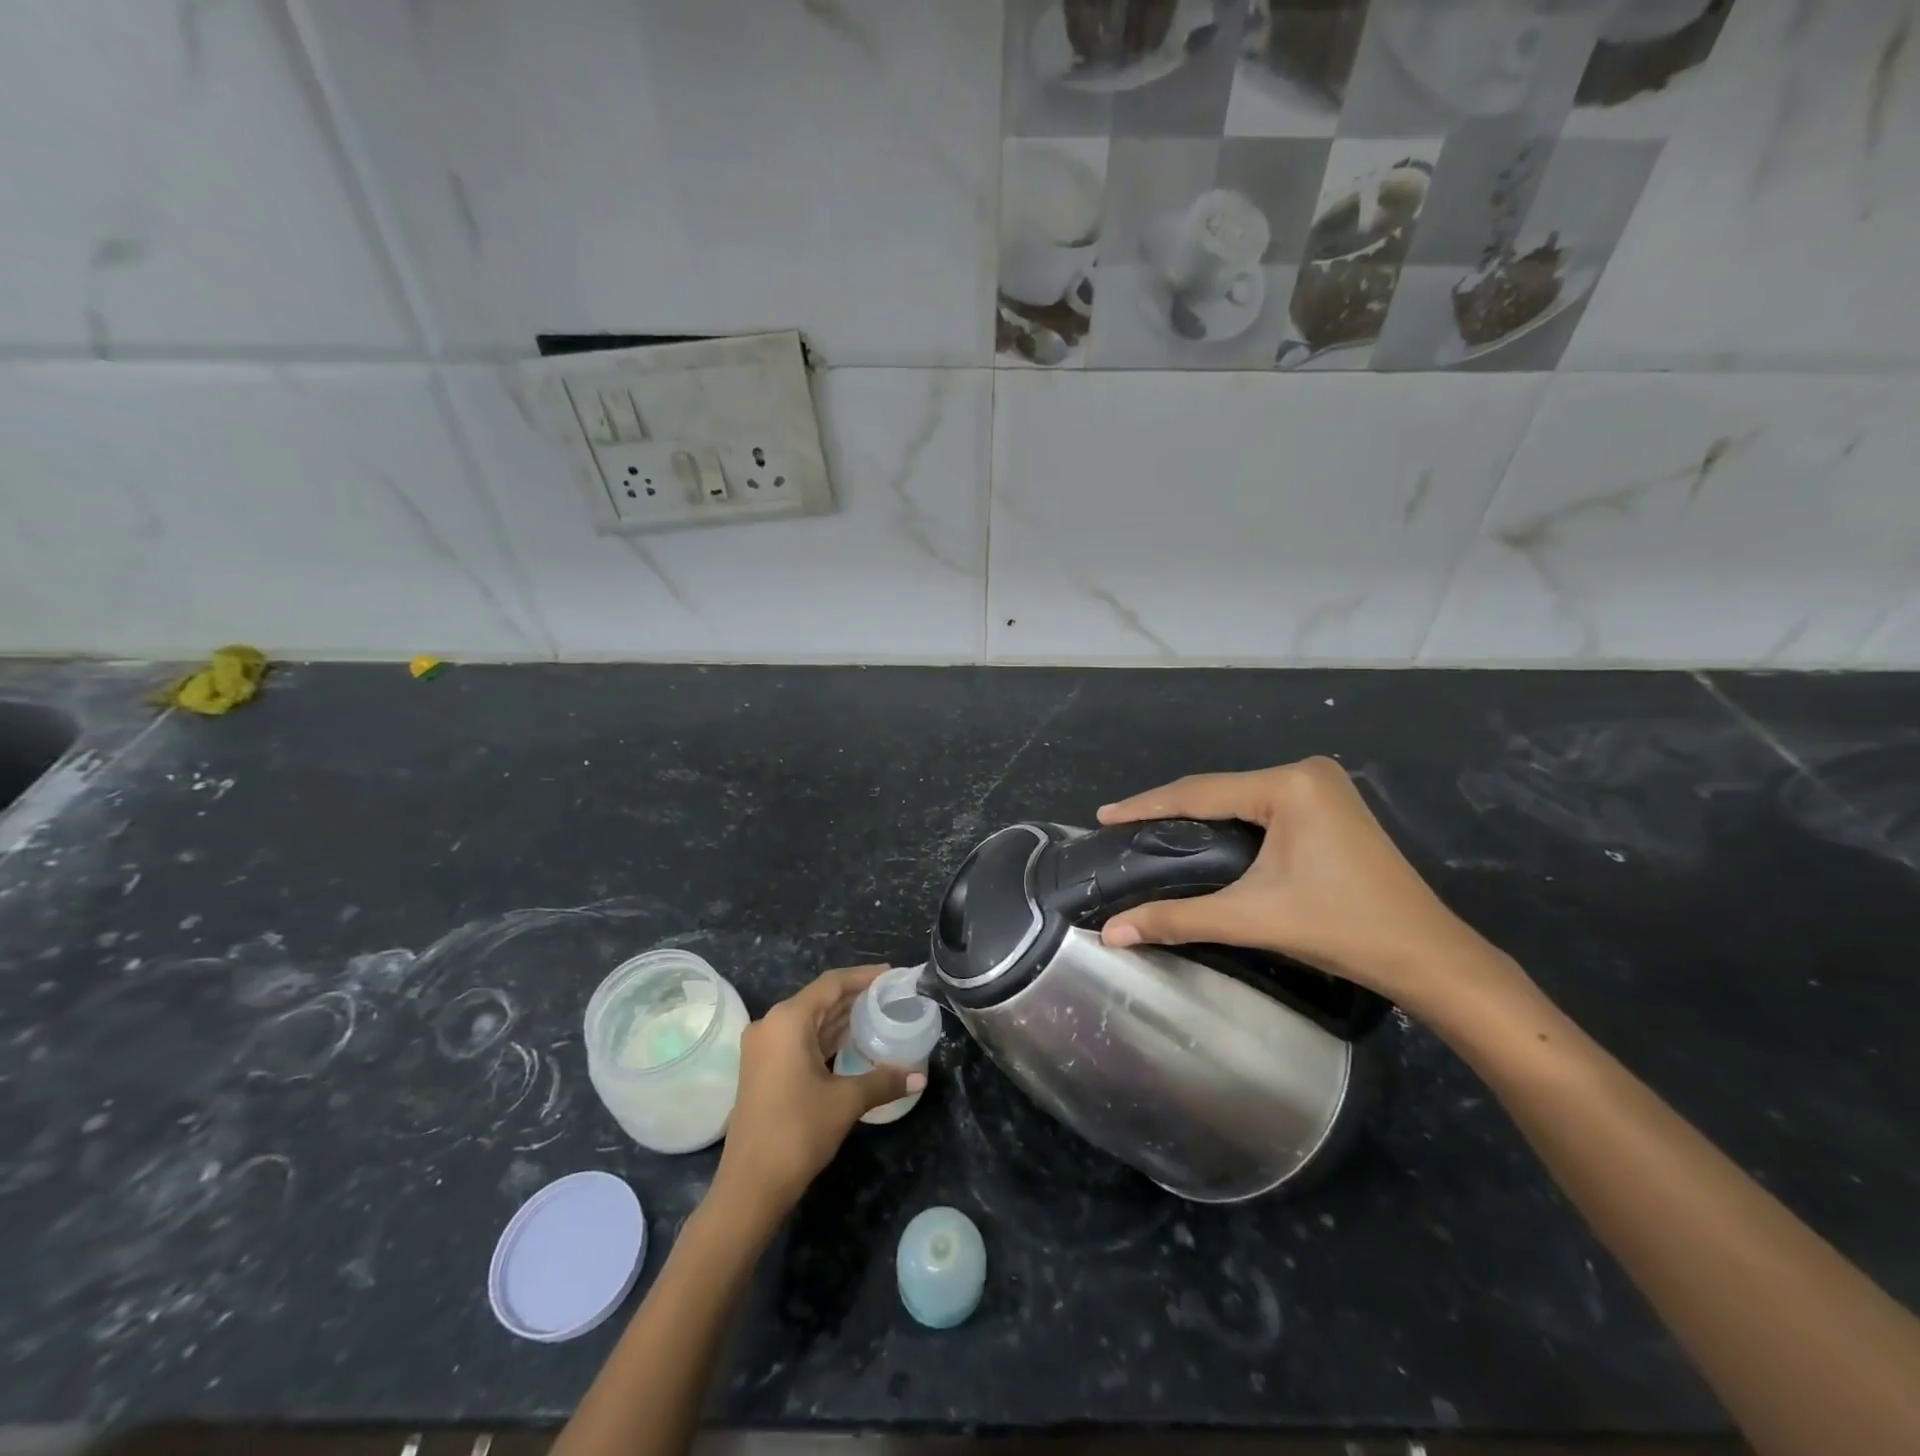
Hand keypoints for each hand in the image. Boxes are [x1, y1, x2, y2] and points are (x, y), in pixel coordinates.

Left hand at [712, 965, 921, 1227]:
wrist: (750, 1186)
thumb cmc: (797, 1131)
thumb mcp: (846, 1101)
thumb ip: (883, 1080)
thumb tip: (919, 1077)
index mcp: (788, 1020)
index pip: (832, 984)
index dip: (864, 976)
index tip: (893, 975)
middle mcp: (771, 1024)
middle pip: (820, 999)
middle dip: (855, 996)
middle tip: (891, 996)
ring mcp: (763, 1048)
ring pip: (809, 1020)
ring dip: (841, 1018)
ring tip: (878, 1015)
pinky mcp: (763, 1069)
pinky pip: (799, 1039)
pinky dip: (826, 1037)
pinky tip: (852, 1043)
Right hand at [1097, 758, 1523, 1018]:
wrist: (1429, 957)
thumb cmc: (1341, 928)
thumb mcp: (1252, 918)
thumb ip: (1177, 919)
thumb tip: (1111, 933)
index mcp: (1289, 784)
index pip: (1200, 792)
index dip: (1146, 805)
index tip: (1103, 816)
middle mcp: (1306, 773)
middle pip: (1219, 790)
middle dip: (1169, 810)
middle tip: (1123, 828)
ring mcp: (1323, 788)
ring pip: (1240, 799)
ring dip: (1197, 816)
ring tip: (1151, 831)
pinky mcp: (1330, 808)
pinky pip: (1262, 808)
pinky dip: (1228, 823)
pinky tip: (1203, 836)